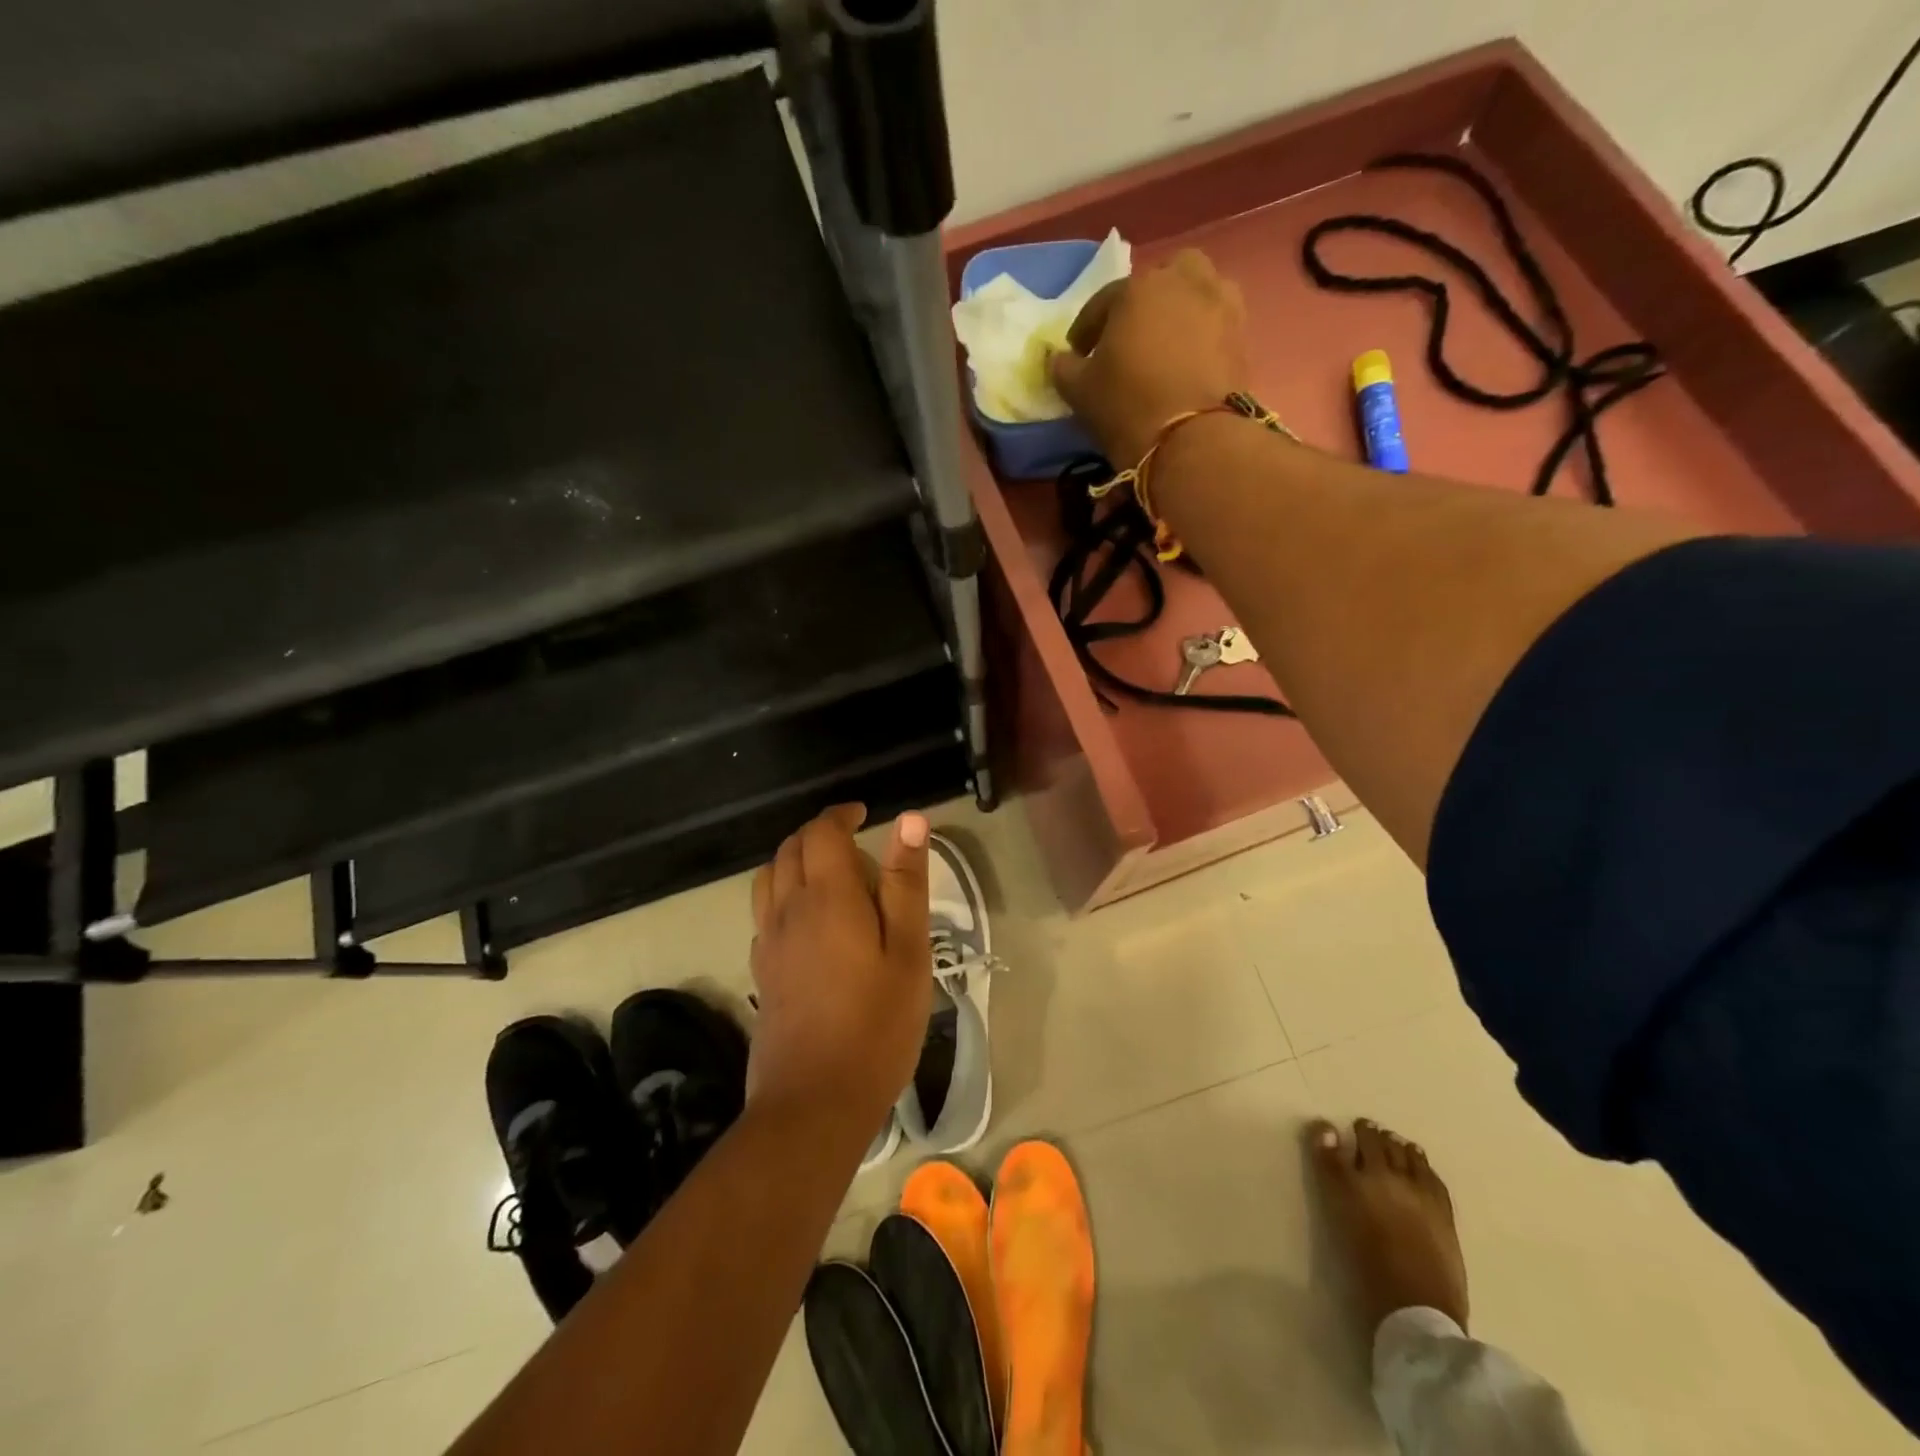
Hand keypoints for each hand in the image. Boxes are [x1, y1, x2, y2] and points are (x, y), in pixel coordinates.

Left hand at [747, 804, 930, 1127]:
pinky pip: (764, 911)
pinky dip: (783, 894)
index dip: (840, 814)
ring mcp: (768, 942)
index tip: (864, 814)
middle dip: (819, 833)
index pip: (822, 832)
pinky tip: (809, 921)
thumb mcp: (908, 951)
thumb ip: (906, 882)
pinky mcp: (761, 971)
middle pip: (790, 849)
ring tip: (830, 875)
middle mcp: (788, 909)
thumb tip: (909, 820)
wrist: (814, 1102)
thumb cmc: (876, 1025)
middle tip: (856, 844)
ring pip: (769, 877)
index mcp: (827, 897)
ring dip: (795, 860)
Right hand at [1048, 249, 1251, 465]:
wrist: (1191, 439)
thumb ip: (1064, 368)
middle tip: (1131, 336)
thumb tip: (1060, 359)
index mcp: (1138, 288)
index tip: (1078, 353)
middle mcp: (1184, 282)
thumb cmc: (1126, 406)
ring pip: (1199, 293)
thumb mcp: (1079, 391)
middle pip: (1163, 279)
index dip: (1087, 329)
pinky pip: (1217, 324)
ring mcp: (1221, 305)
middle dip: (1146, 301)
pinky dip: (1203, 336)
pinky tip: (1189, 363)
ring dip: (1182, 310)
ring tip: (1166, 345)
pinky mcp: (1243, 336)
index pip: (1104, 302)